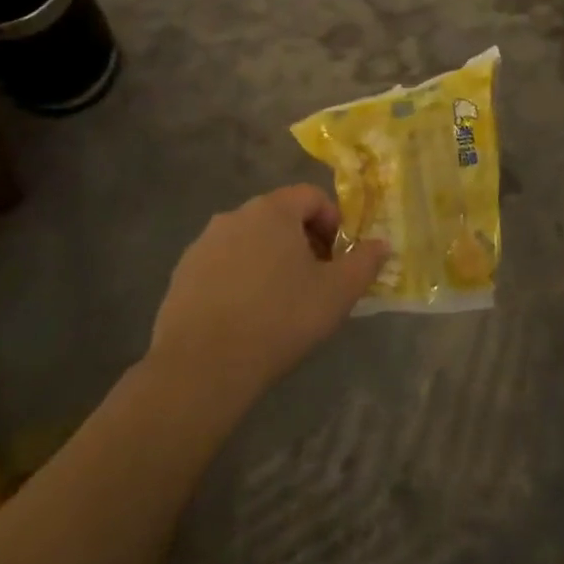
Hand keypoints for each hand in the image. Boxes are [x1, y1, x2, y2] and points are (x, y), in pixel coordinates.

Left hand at [145, 185, 389, 401]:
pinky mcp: (182, 275)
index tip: (338, 258)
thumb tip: (381, 244)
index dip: (333, 222)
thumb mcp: (338, 292)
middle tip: (316, 280)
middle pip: (280, 216)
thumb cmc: (280, 318)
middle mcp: (235, 216)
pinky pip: (223, 265)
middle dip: (304, 241)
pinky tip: (247, 316)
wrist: (202, 367)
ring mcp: (203, 245)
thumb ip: (365, 262)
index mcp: (273, 210)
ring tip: (282, 301)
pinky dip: (241, 279)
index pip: (312, 196)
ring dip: (271, 260)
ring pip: (250, 241)